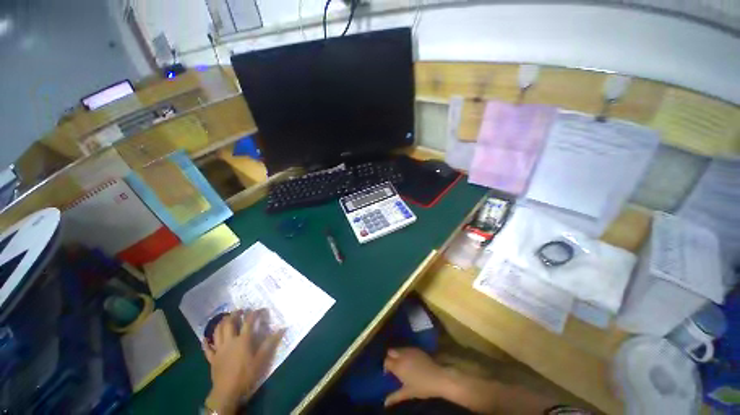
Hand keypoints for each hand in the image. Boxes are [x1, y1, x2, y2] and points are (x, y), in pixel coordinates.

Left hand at [203, 309, 283, 414]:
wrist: (227, 392)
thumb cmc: (246, 374)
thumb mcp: (261, 359)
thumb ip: (270, 343)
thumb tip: (282, 329)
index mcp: (243, 340)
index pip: (249, 321)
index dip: (255, 313)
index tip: (261, 309)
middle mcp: (230, 341)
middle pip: (229, 323)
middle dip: (235, 314)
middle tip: (240, 310)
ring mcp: (219, 349)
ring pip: (217, 332)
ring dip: (221, 323)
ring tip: (226, 318)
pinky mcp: (212, 358)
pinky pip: (207, 348)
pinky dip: (206, 342)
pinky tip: (206, 338)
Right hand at [383, 348, 453, 406]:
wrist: (438, 378)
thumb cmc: (422, 387)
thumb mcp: (408, 393)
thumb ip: (395, 397)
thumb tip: (385, 403)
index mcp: (398, 366)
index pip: (386, 361)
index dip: (386, 367)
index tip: (389, 374)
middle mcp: (402, 355)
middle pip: (390, 351)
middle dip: (390, 357)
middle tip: (394, 367)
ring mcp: (409, 350)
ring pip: (398, 349)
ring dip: (397, 355)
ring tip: (402, 364)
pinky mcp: (416, 348)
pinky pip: (406, 348)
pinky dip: (405, 353)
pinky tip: (410, 361)